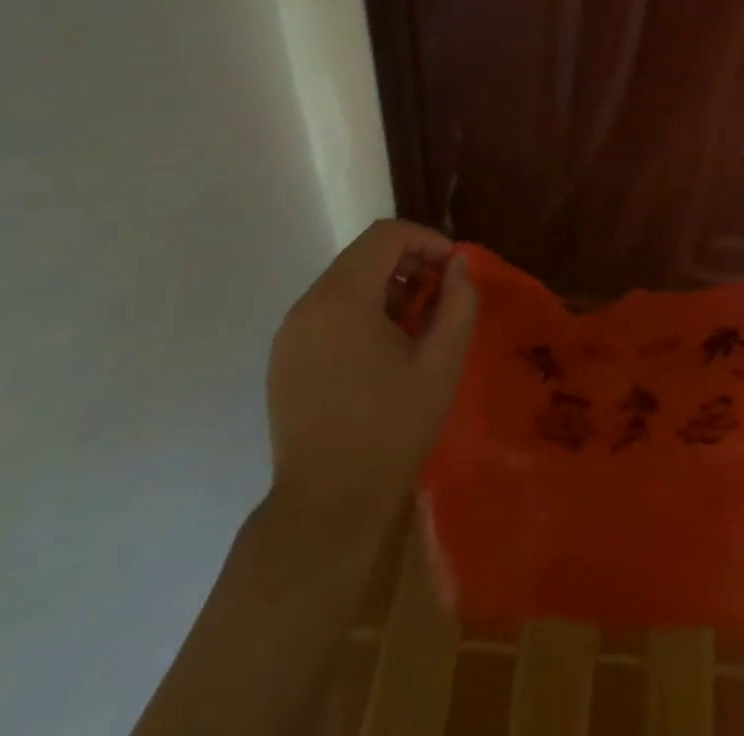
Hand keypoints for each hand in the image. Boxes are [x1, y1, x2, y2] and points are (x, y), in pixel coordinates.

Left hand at [264, 219, 477, 528]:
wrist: (327, 509)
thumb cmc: (391, 429)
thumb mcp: (442, 361)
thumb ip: (458, 300)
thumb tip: (458, 265)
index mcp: (341, 298)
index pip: (386, 235)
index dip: (427, 240)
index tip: (455, 270)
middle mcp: (307, 305)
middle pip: (364, 255)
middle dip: (410, 265)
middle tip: (442, 299)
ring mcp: (290, 334)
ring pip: (346, 283)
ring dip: (388, 289)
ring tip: (418, 328)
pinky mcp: (285, 360)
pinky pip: (329, 313)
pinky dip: (362, 313)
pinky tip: (385, 352)